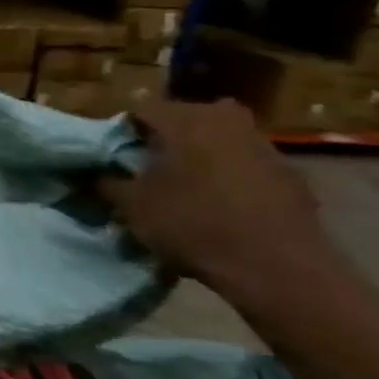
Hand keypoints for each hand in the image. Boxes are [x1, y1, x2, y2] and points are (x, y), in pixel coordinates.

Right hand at [98, 99, 339, 321]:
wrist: (277, 268)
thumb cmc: (191, 224)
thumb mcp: (130, 205)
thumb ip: (104, 182)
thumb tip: (88, 173)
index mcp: (184, 119)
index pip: (138, 111)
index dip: (121, 134)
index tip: (113, 158)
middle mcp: (226, 120)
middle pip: (183, 121)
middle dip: (164, 140)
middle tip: (147, 169)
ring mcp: (265, 145)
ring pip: (217, 141)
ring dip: (199, 157)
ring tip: (183, 190)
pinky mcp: (291, 175)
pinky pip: (245, 165)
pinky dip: (229, 178)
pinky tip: (220, 207)